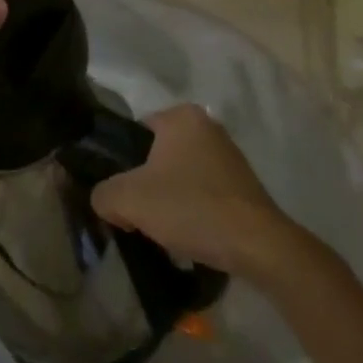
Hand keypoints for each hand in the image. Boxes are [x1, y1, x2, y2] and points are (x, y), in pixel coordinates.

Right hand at [91, 105, 311, 277]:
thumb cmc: (191, 208)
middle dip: (147, 183)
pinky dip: (195, 210)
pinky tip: (192, 235)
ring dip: (171, 198)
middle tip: (140, 215)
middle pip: (158, 155)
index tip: (122, 195)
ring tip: (166, 230)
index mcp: (181, 116)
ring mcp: (229, 154)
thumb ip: (104, 194)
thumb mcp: (131, 200)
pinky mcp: (244, 184)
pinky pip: (205, 191)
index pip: (135, 132)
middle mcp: (206, 126)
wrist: (259, 246)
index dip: (122, 165)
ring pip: (181, 175)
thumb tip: (105, 201)